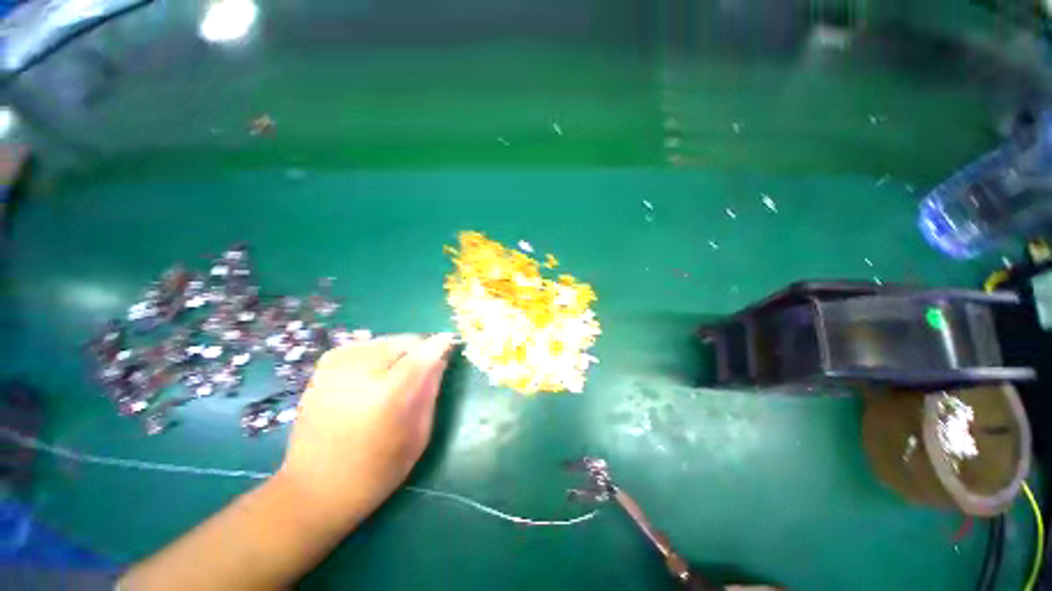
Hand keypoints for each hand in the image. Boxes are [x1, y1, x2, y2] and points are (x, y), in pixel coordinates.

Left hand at [278, 333, 455, 525]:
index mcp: (389, 397)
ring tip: (400, 364)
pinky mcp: (319, 376)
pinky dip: (369, 349)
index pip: (421, 356)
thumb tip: (440, 362)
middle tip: (425, 359)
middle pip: (399, 342)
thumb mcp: (416, 437)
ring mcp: (336, 374)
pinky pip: (353, 347)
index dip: (438, 344)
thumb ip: (429, 393)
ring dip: (395, 347)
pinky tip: (373, 364)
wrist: (314, 491)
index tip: (448, 339)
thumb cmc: (376, 472)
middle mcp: (361, 378)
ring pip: (378, 341)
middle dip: (417, 345)